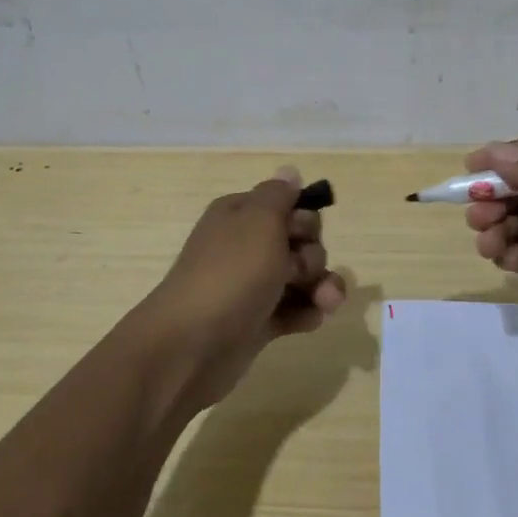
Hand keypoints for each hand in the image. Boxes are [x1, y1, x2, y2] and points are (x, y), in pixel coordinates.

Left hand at [135, 166, 346, 408]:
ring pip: (301, 278)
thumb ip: (280, 195)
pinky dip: (306, 313)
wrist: (191, 345)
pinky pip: (293, 309)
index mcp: (240, 215)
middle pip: (299, 242)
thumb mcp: (259, 220)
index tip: (300, 234)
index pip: (287, 205)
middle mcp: (245, 246)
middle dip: (314, 256)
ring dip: (320, 287)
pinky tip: (310, 321)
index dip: (304, 219)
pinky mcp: (257, 321)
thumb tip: (289, 171)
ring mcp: (251, 286)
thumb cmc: (231, 274)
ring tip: (326, 303)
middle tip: (300, 272)